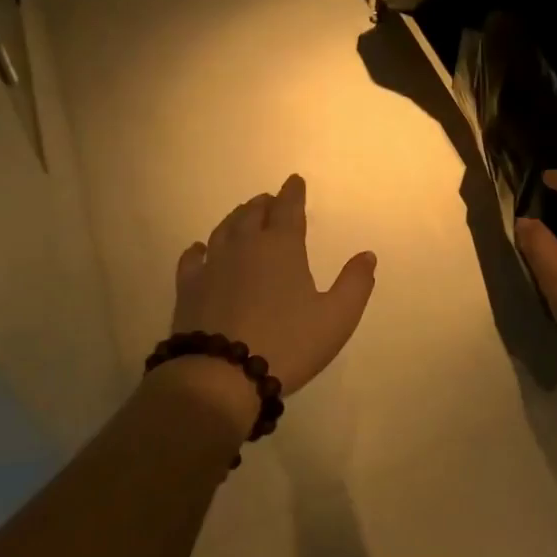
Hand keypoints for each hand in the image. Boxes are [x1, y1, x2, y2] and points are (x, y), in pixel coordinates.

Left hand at [164, 175, 377, 421]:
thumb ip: (355, 284)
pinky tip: (201, 249)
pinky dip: (200, 249)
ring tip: (243, 216)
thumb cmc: (287, 344)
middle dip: (265, 204)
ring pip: (224, 230)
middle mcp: (245, 247)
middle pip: (253, 214)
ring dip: (236, 219)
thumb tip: (367, 255)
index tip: (295, 181)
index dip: (293, 193)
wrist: (222, 374)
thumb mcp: (336, 318)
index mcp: (282, 248)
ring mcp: (213, 266)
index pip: (288, 209)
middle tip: (270, 201)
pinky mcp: (189, 288)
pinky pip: (193, 258)